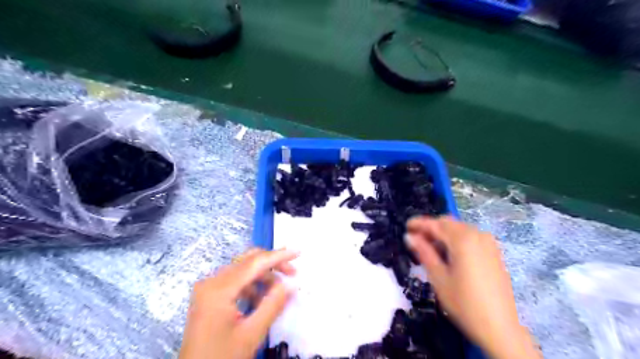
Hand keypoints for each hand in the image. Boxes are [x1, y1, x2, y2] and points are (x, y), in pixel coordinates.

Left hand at [179, 248, 298, 357]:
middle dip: (272, 263)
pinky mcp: (209, 296)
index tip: (298, 252)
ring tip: (280, 288)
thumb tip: (291, 283)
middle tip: (292, 272)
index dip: (278, 256)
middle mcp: (211, 282)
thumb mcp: (251, 333)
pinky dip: (252, 285)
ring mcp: (208, 288)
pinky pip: (235, 281)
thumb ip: (273, 304)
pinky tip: (262, 298)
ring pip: (242, 270)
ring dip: (263, 275)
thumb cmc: (221, 358)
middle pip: (247, 261)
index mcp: (219, 289)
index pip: (254, 263)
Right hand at [404, 215, 538, 358]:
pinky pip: (471, 237)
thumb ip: (424, 252)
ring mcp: (488, 243)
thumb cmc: (464, 303)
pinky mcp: (494, 252)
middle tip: (417, 240)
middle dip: (431, 228)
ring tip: (431, 249)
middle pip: (448, 223)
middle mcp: (477, 235)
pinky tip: (450, 254)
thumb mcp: (438, 277)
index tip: (406, 226)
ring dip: (444, 233)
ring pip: (459, 229)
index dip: (419, 223)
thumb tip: (409, 236)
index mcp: (462, 240)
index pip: (435, 224)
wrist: (500, 328)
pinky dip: (456, 239)